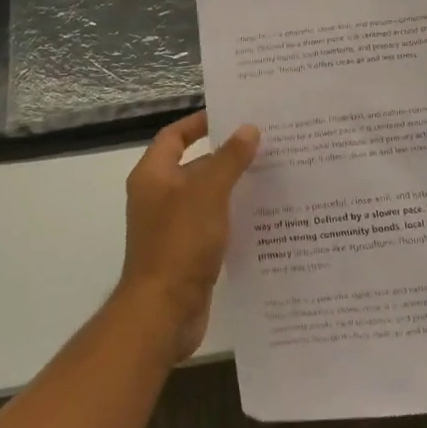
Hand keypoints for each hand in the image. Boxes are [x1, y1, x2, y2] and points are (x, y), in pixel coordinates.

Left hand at [119, 111, 259, 362]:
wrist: (164, 312)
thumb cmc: (180, 242)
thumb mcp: (208, 193)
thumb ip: (229, 159)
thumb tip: (248, 129)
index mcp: (153, 176)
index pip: (174, 136)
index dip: (199, 123)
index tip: (232, 115)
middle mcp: (158, 197)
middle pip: (193, 165)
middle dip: (226, 155)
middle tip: (265, 144)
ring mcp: (172, 227)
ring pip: (206, 197)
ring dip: (233, 187)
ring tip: (273, 175)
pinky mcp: (186, 252)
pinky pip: (212, 224)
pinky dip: (233, 217)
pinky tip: (264, 215)